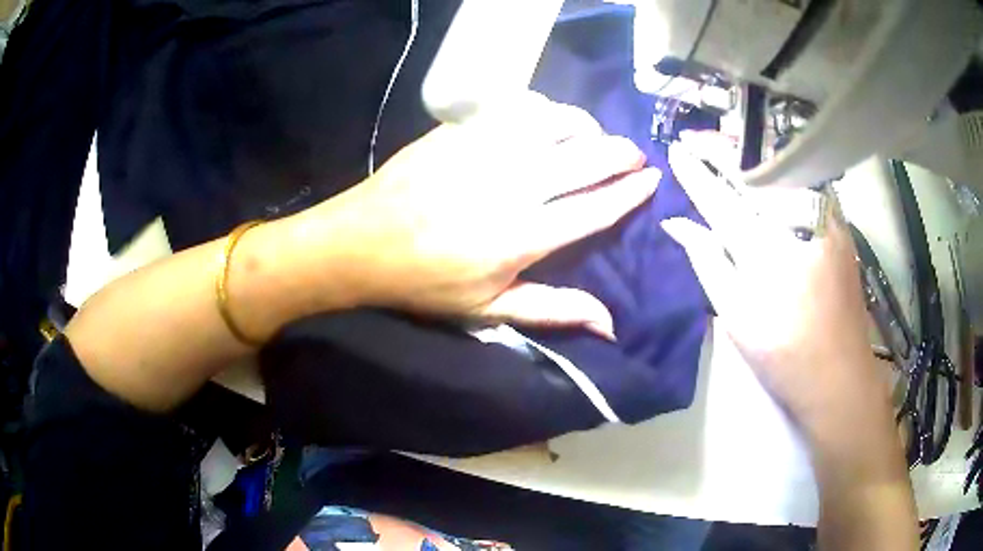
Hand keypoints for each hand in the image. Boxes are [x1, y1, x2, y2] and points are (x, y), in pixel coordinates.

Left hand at [295, 93, 659, 336]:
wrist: (361, 242)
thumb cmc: (424, 283)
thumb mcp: (488, 310)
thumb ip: (553, 310)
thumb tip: (610, 325)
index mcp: (523, 237)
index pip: (596, 207)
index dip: (630, 192)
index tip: (651, 179)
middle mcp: (512, 187)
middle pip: (585, 158)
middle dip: (620, 153)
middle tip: (633, 154)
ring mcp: (485, 151)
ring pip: (556, 123)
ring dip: (584, 126)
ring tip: (591, 136)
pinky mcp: (461, 131)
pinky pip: (517, 109)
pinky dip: (543, 111)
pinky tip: (545, 121)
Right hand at [660, 132, 884, 428]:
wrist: (841, 376)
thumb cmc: (783, 356)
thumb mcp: (736, 317)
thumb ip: (707, 263)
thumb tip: (677, 225)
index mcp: (765, 252)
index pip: (721, 199)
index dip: (696, 174)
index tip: (675, 152)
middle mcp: (797, 225)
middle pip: (755, 171)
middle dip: (723, 148)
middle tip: (697, 137)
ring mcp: (825, 220)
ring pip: (784, 169)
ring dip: (753, 153)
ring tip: (728, 144)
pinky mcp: (841, 225)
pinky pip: (808, 183)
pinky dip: (783, 169)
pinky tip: (770, 168)